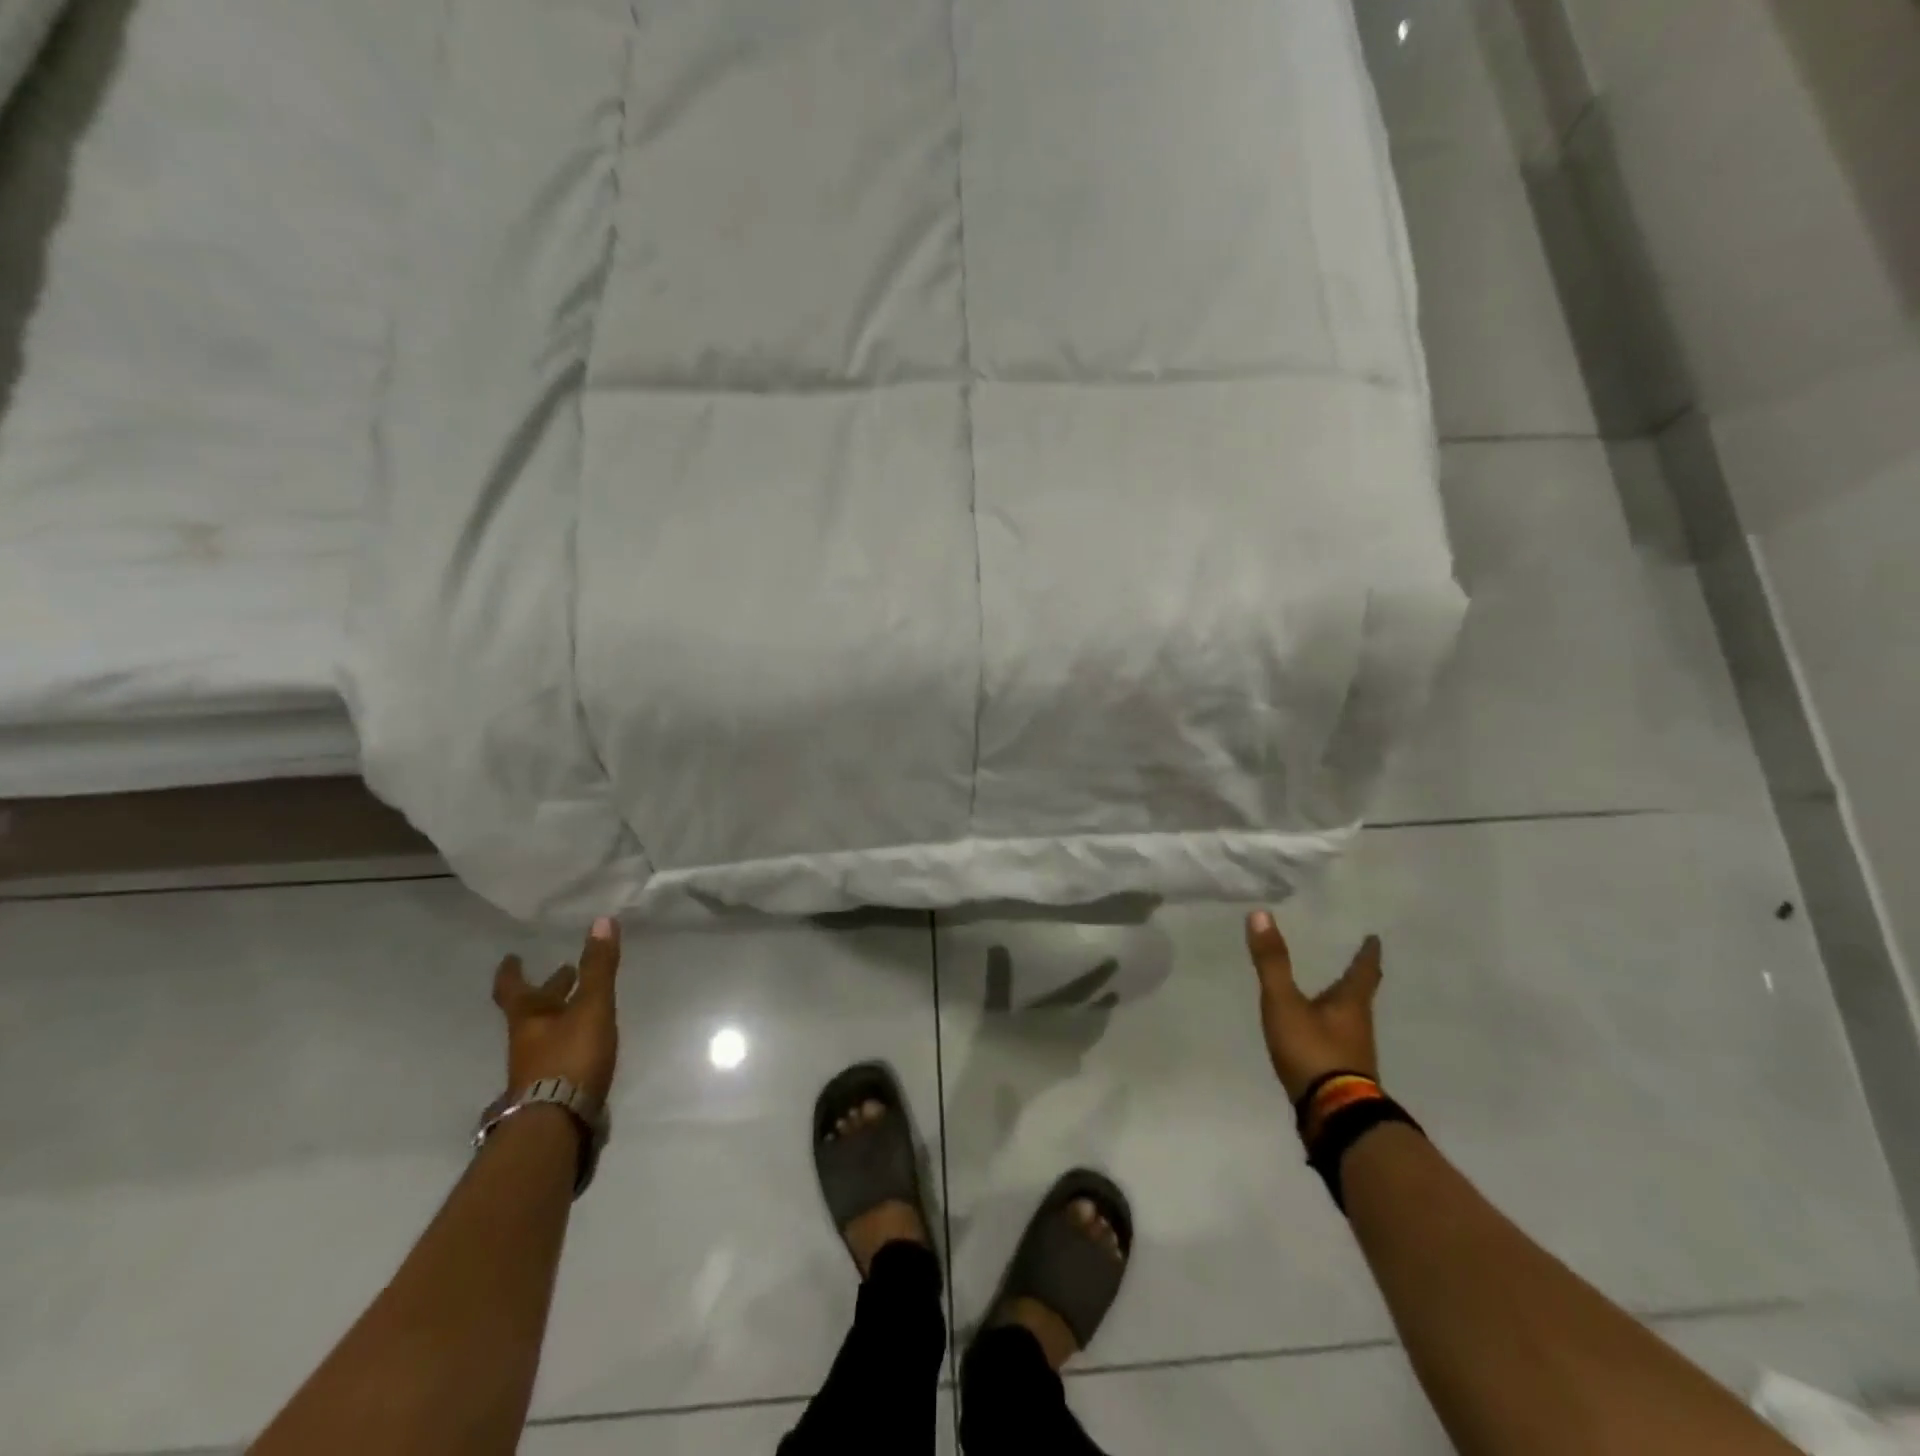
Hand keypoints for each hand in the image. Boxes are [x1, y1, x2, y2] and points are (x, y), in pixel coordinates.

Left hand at [492, 917, 621, 1102]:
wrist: (557, 1123)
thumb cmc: (570, 1057)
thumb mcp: (591, 1006)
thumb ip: (598, 967)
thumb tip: (603, 920)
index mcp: (528, 1018)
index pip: (512, 988)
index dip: (512, 971)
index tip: (512, 957)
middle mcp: (526, 1040)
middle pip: (533, 1010)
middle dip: (549, 990)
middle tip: (564, 972)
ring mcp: (536, 1067)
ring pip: (546, 1031)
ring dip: (561, 1014)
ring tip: (581, 1003)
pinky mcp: (552, 1088)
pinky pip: (559, 1052)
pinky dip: (570, 1038)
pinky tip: (587, 1040)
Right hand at [1245, 909, 1382, 1102]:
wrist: (1332, 1114)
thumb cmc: (1312, 1050)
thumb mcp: (1284, 1003)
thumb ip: (1272, 962)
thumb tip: (1261, 914)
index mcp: (1350, 1003)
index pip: (1364, 971)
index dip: (1368, 954)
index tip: (1374, 939)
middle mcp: (1358, 1025)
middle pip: (1360, 996)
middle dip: (1355, 979)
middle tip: (1352, 962)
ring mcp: (1353, 1052)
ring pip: (1350, 1020)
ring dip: (1342, 1005)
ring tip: (1328, 994)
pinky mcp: (1341, 1073)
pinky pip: (1338, 1041)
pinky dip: (1329, 1029)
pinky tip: (1315, 1033)